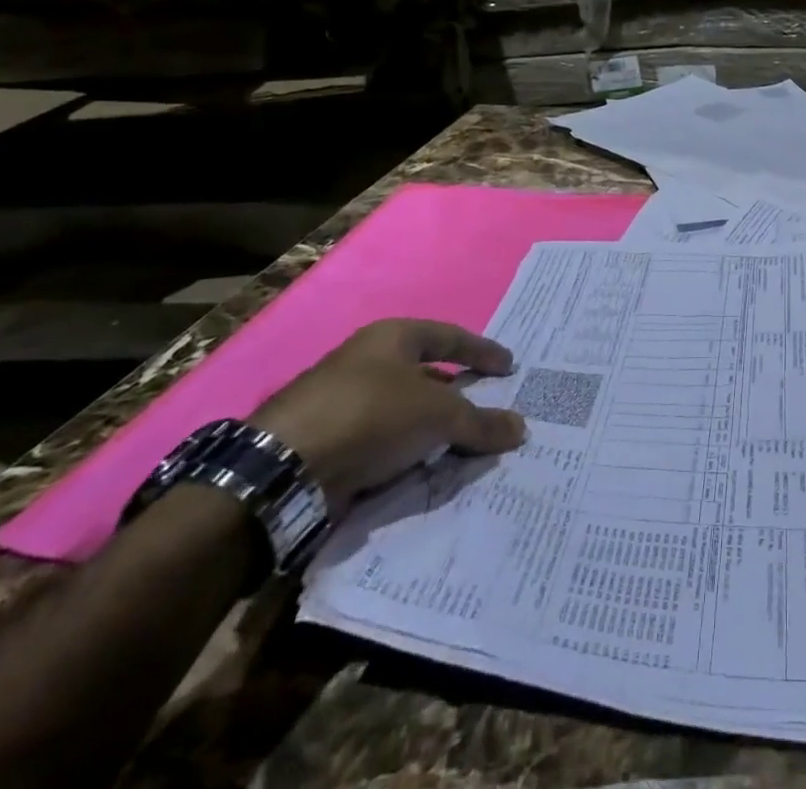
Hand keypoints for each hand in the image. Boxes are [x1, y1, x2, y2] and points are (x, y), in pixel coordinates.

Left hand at [251, 319, 526, 511]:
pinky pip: (382, 442)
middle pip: (425, 374)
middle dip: (457, 392)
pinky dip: (406, 452)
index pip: (450, 337)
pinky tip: (423, 469)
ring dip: (430, 427)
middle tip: (487, 408)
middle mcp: (367, 361)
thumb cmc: (371, 415)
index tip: (509, 367)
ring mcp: (342, 401)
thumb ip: (481, 422)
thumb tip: (521, 427)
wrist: (284, 468)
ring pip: (402, 411)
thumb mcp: (439, 415)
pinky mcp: (327, 441)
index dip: (483, 351)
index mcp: (393, 337)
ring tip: (461, 446)